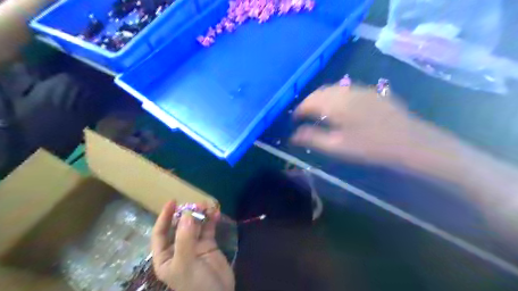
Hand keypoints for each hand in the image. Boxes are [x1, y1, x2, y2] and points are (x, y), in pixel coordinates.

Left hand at [153, 201, 234, 290]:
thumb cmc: (196, 284)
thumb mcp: (186, 263)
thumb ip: (185, 239)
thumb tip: (186, 215)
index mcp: (166, 257)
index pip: (160, 234)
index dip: (164, 217)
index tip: (172, 202)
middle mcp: (178, 249)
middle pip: (179, 227)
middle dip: (186, 214)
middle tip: (196, 204)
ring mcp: (195, 246)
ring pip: (195, 226)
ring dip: (200, 215)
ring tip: (207, 206)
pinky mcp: (209, 245)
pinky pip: (208, 229)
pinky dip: (211, 220)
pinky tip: (216, 213)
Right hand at [291, 84, 456, 167]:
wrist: (409, 142)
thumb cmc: (370, 147)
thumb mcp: (337, 147)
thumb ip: (312, 138)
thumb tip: (293, 135)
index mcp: (335, 104)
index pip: (309, 102)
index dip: (299, 111)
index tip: (294, 121)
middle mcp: (345, 91)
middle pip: (320, 92)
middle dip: (309, 102)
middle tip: (304, 116)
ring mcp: (360, 89)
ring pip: (333, 88)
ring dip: (322, 97)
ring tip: (319, 111)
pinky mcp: (371, 92)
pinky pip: (346, 89)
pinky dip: (336, 96)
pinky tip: (340, 106)